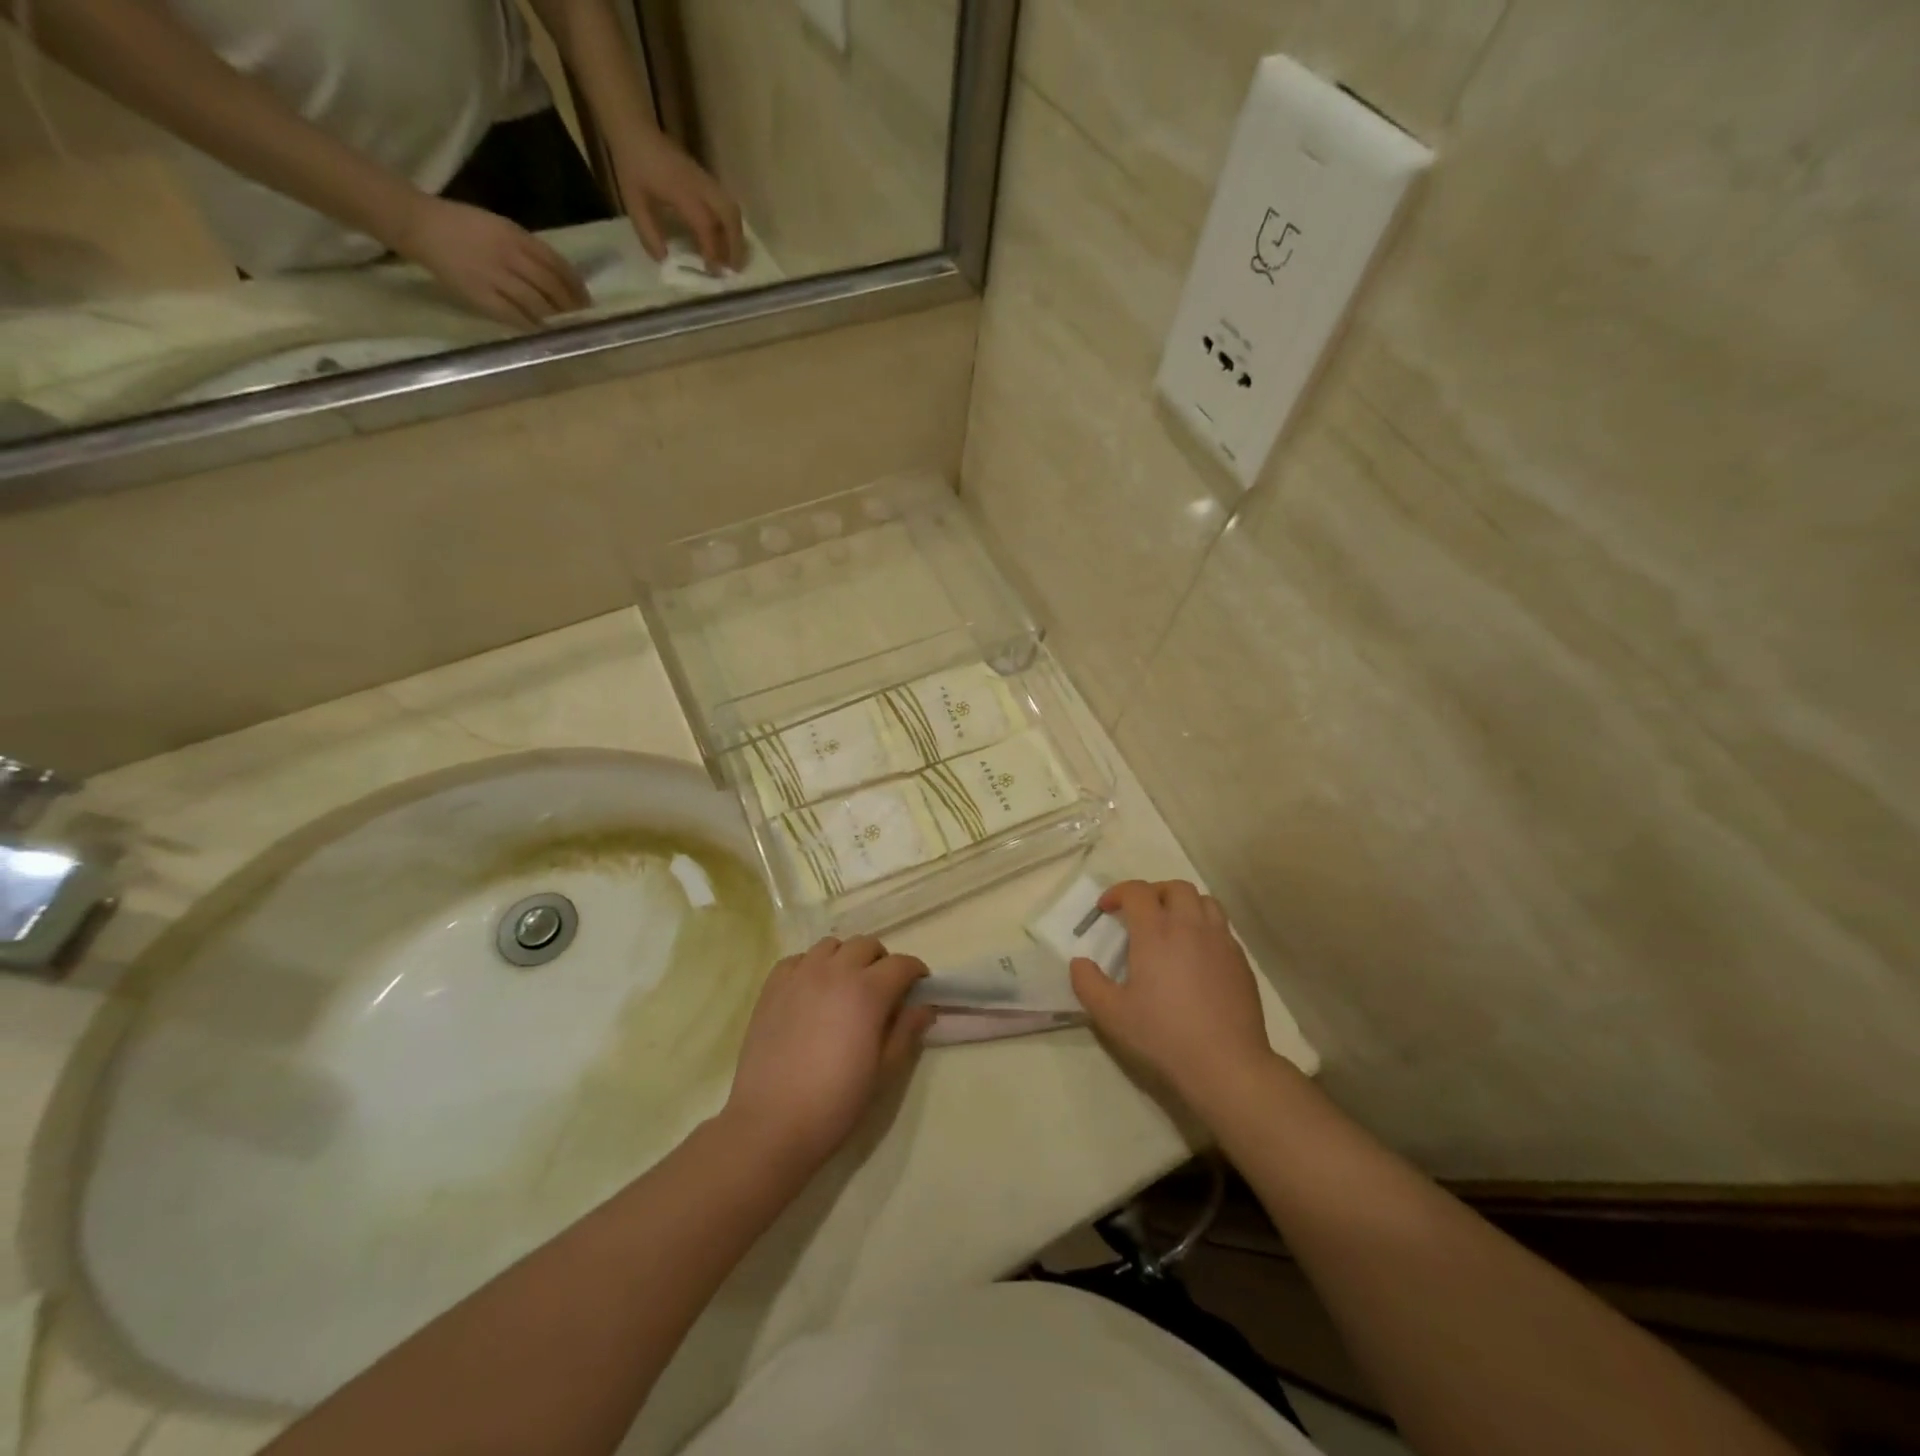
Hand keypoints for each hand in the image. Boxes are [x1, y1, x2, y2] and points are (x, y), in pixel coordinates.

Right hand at [391, 196, 588, 326]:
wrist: (419, 224)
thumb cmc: (463, 226)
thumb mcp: (500, 227)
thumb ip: (528, 249)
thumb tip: (559, 276)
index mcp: (515, 236)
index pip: (557, 264)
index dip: (576, 285)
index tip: (586, 299)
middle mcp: (509, 256)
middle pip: (551, 286)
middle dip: (570, 305)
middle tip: (579, 316)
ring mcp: (495, 277)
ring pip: (537, 303)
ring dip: (554, 317)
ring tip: (562, 324)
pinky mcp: (481, 295)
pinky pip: (514, 315)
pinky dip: (531, 324)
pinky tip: (540, 329)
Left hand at [611, 127, 743, 272]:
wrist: (635, 129)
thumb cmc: (632, 165)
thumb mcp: (633, 201)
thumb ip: (648, 232)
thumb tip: (664, 258)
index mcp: (682, 192)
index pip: (706, 225)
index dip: (712, 250)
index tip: (711, 270)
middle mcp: (700, 187)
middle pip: (730, 217)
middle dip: (735, 245)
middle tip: (734, 269)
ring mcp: (705, 181)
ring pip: (732, 210)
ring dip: (737, 236)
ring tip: (733, 257)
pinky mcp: (706, 180)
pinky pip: (727, 204)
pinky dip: (731, 225)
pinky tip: (724, 239)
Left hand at [723, 936, 933, 1169]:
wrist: (771, 1123)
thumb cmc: (836, 1102)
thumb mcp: (883, 1072)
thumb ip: (906, 1032)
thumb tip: (924, 1007)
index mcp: (867, 992)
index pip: (901, 964)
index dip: (915, 972)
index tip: (918, 987)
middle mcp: (834, 971)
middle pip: (866, 945)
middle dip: (881, 961)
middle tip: (883, 989)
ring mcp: (799, 975)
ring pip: (831, 945)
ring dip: (846, 958)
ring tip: (845, 986)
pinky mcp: (772, 986)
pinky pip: (798, 959)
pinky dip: (810, 966)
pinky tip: (811, 991)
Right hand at [1069, 880, 1274, 1113]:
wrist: (1226, 1063)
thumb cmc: (1163, 1035)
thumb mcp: (1111, 1014)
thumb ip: (1087, 983)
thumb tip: (1079, 962)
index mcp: (1156, 932)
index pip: (1137, 891)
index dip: (1117, 892)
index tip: (1105, 909)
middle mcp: (1190, 926)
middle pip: (1175, 887)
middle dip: (1153, 892)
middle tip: (1139, 913)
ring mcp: (1220, 941)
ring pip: (1204, 901)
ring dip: (1183, 904)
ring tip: (1172, 926)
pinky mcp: (1241, 961)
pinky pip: (1222, 928)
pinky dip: (1205, 927)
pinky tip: (1197, 955)